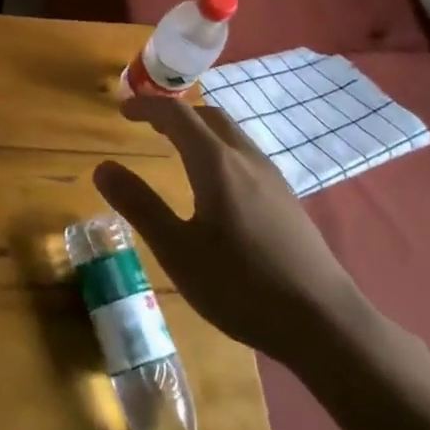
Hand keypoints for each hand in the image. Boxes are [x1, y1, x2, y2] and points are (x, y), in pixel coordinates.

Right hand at [94, 96, 371, 367]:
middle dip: (175, 113)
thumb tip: (103, 167)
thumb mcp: (178, 251)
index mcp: (216, 163)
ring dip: (200, 129)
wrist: (326, 323)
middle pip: (208, 116)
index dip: (146, 107)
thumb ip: (139, 205)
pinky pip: (246, 154)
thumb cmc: (242, 286)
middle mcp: (245, 158)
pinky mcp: (287, 199)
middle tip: (149, 127)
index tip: (122, 111)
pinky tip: (217, 186)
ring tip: (178, 150)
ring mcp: (272, 177)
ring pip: (231, 134)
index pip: (176, 115)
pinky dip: (220, 148)